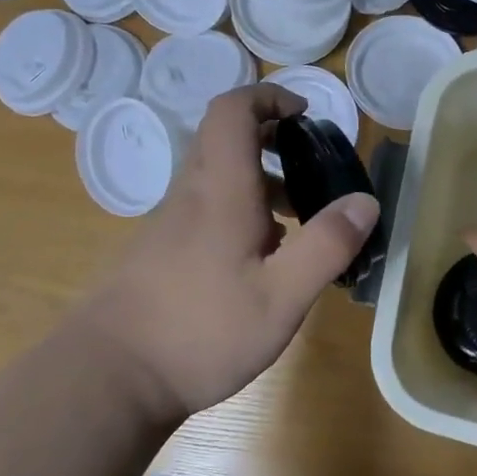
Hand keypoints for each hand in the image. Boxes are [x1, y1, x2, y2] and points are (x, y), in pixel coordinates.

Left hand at [86, 84, 379, 422]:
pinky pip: (207, 209)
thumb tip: (366, 201)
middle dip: (272, 139)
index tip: (305, 115)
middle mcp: (191, 195)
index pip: (233, 110)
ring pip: (217, 177)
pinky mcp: (161, 252)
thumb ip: (326, 246)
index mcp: (220, 190)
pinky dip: (242, 212)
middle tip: (312, 167)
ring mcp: (170, 224)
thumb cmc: (201, 331)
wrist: (110, 378)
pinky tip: (262, 262)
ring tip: (299, 220)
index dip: (268, 97)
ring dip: (260, 181)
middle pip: (225, 138)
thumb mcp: (281, 296)